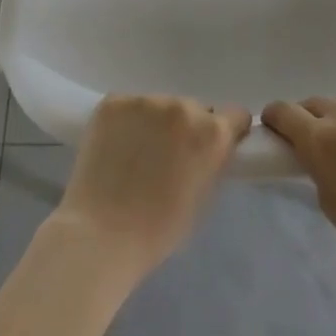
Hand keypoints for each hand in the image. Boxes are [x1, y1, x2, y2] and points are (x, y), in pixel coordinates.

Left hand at [50, 95, 251, 280]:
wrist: (100, 235)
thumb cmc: (159, 229)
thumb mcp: (204, 198)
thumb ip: (213, 162)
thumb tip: (208, 149)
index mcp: (213, 132)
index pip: (235, 115)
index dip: (226, 132)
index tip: (210, 148)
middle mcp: (183, 107)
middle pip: (193, 109)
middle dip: (185, 129)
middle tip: (167, 158)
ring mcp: (145, 101)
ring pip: (159, 107)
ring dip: (154, 124)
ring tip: (135, 155)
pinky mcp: (112, 102)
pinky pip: (127, 107)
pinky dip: (125, 123)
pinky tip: (114, 147)